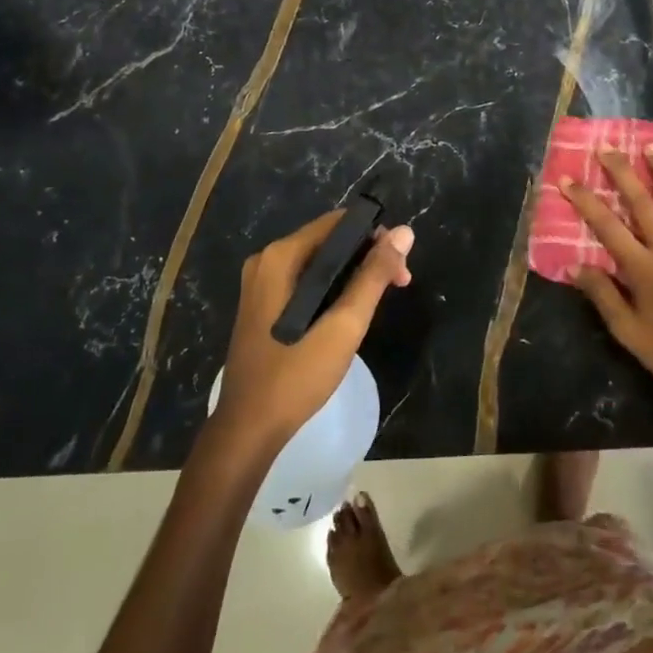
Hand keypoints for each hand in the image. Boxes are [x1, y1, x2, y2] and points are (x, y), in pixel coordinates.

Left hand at [214, 211, 414, 447]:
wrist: (248, 428)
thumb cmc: (297, 375)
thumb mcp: (344, 325)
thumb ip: (374, 275)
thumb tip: (405, 232)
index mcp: (281, 256)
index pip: (338, 223)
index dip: (375, 236)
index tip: (400, 266)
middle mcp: (266, 260)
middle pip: (328, 241)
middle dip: (367, 256)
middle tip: (398, 285)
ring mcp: (260, 283)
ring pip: (318, 262)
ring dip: (353, 274)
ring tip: (379, 301)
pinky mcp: (262, 304)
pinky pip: (305, 281)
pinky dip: (332, 288)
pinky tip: (349, 312)